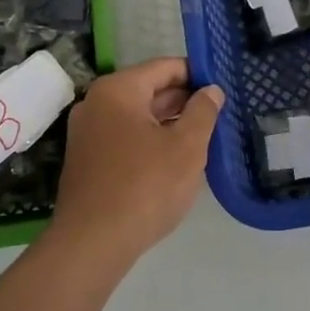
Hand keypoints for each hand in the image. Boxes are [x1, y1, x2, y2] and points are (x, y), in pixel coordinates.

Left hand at [49, 58, 223, 259]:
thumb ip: (203, 112)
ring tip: (203, 136)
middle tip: (219, 113)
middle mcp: (96, 103)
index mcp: (118, 90)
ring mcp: (87, 132)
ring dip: (168, 123)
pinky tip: (173, 159)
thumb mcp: (186, 147)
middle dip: (183, 100)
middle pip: (148, 90)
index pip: (164, 67)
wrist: (92, 242)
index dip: (197, 74)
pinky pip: (124, 137)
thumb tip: (211, 90)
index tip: (222, 87)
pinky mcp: (86, 159)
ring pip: (137, 116)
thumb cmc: (145, 187)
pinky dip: (149, 140)